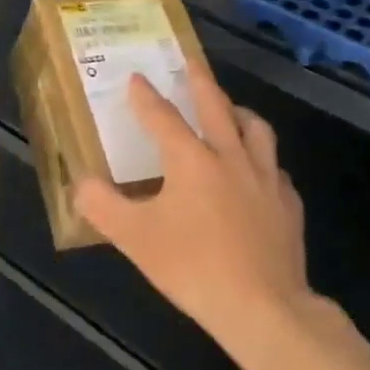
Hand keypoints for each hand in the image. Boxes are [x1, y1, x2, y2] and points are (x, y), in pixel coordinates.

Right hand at [74, 69, 314, 356]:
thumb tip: (80, 183)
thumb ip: (103, 206)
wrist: (263, 307)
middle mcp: (231, 157)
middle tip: (190, 61)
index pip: (163, 117)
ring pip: (256, 129)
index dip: (146, 96)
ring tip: (230, 110)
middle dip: (200, 80)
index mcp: (192, 160)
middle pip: (216, 106)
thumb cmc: (193, 268)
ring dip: (238, 112)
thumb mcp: (135, 239)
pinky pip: (275, 168)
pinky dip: (262, 160)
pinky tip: (257, 173)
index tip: (136, 77)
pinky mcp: (288, 203)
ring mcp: (266, 178)